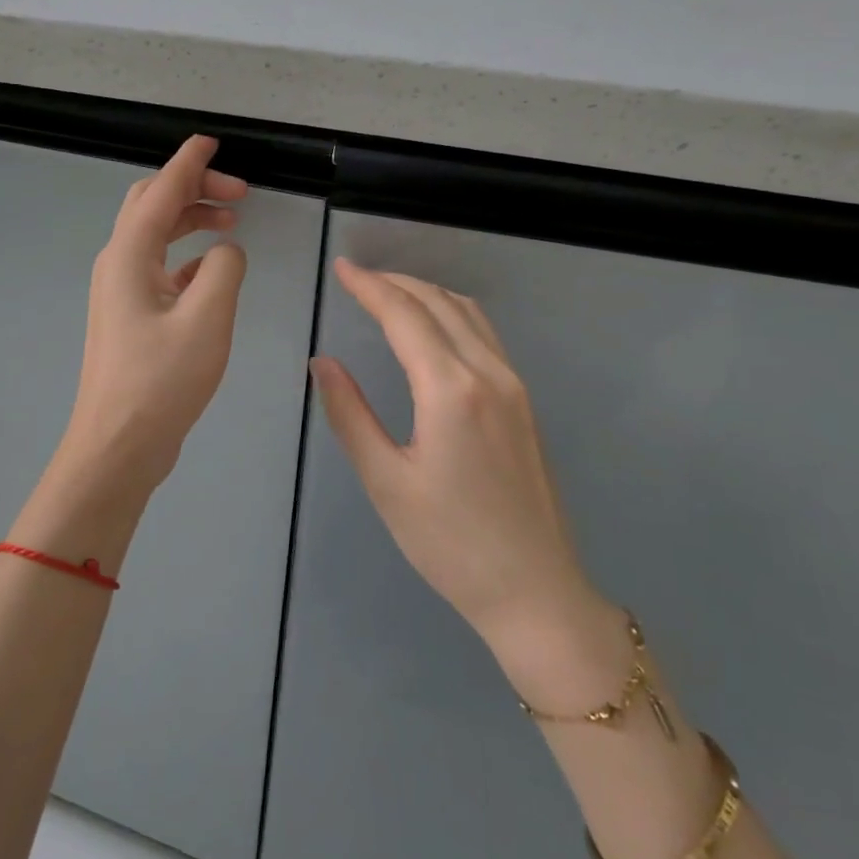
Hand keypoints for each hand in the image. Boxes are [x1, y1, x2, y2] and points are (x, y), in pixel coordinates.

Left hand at [51, 135, 248, 507]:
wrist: (118, 445)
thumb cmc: (160, 381)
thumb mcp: (207, 319)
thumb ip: (223, 269)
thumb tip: (225, 250)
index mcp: (129, 256)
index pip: (160, 191)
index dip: (187, 162)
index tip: (211, 140)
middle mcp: (118, 265)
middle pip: (152, 206)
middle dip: (193, 188)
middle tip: (239, 192)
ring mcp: (120, 292)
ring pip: (155, 236)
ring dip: (191, 219)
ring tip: (232, 220)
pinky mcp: (130, 317)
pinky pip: (159, 268)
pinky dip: (186, 255)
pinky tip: (212, 268)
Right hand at [312, 259, 622, 701]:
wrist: (534, 590)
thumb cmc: (450, 543)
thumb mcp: (386, 481)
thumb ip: (351, 414)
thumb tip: (324, 363)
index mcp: (451, 390)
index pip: (405, 316)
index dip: (370, 286)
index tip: (341, 268)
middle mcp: (489, 374)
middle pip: (439, 303)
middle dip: (395, 282)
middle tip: (357, 277)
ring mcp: (513, 385)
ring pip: (468, 313)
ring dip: (426, 293)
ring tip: (388, 293)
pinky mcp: (524, 402)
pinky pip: (485, 335)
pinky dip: (451, 313)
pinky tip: (432, 327)